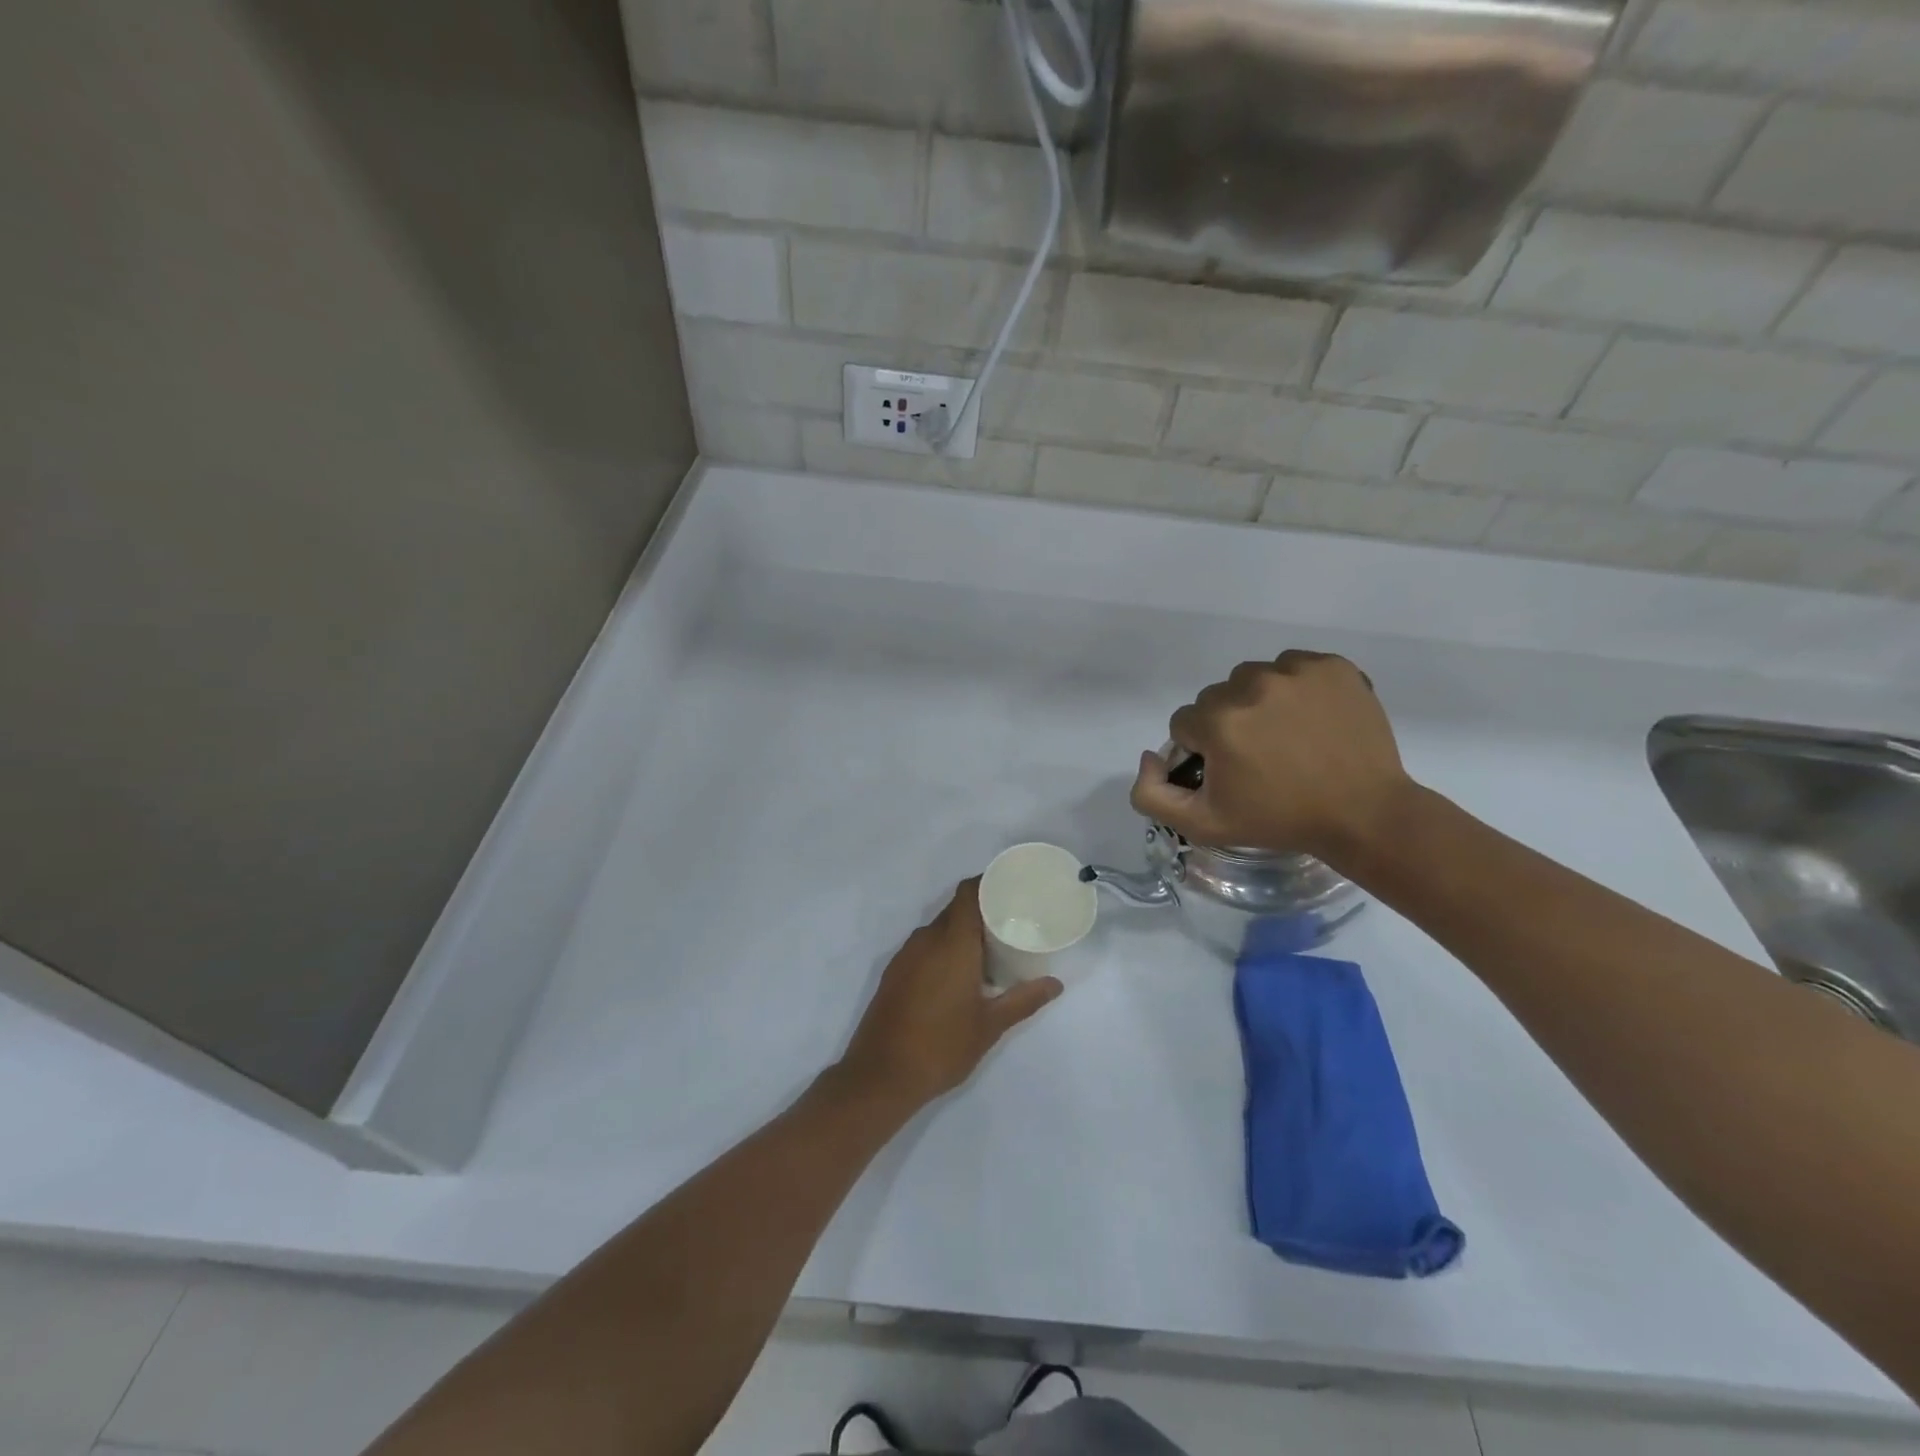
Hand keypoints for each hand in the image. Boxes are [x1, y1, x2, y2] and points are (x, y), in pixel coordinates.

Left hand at [839, 880, 1061, 1109]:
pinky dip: (943, 949)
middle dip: (981, 911)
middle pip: (955, 910)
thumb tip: (1055, 984)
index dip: (987, 884)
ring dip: (961, 932)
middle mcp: (926, 940)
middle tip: (1010, 923)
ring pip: (938, 929)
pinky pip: (924, 946)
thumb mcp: (990, 1026)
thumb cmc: (942, 1047)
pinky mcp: (894, 972)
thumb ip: (1023, 1000)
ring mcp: (905, 955)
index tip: (1011, 889)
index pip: (968, 894)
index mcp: (952, 943)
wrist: (880, 1076)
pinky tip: (959, 974)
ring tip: (990, 950)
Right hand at [1129, 651, 1414, 867]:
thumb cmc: (1279, 820)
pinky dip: (1296, 689)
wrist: (1363, 814)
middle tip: (1260, 757)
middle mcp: (1252, 684)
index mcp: (1218, 720)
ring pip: (1253, 678)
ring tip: (1287, 736)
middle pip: (1217, 697)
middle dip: (1228, 724)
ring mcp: (1296, 671)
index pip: (1185, 723)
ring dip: (1259, 702)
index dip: (1202, 751)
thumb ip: (1151, 794)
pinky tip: (1312, 720)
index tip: (1231, 772)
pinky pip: (1294, 667)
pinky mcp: (1332, 666)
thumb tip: (1151, 756)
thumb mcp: (1202, 824)